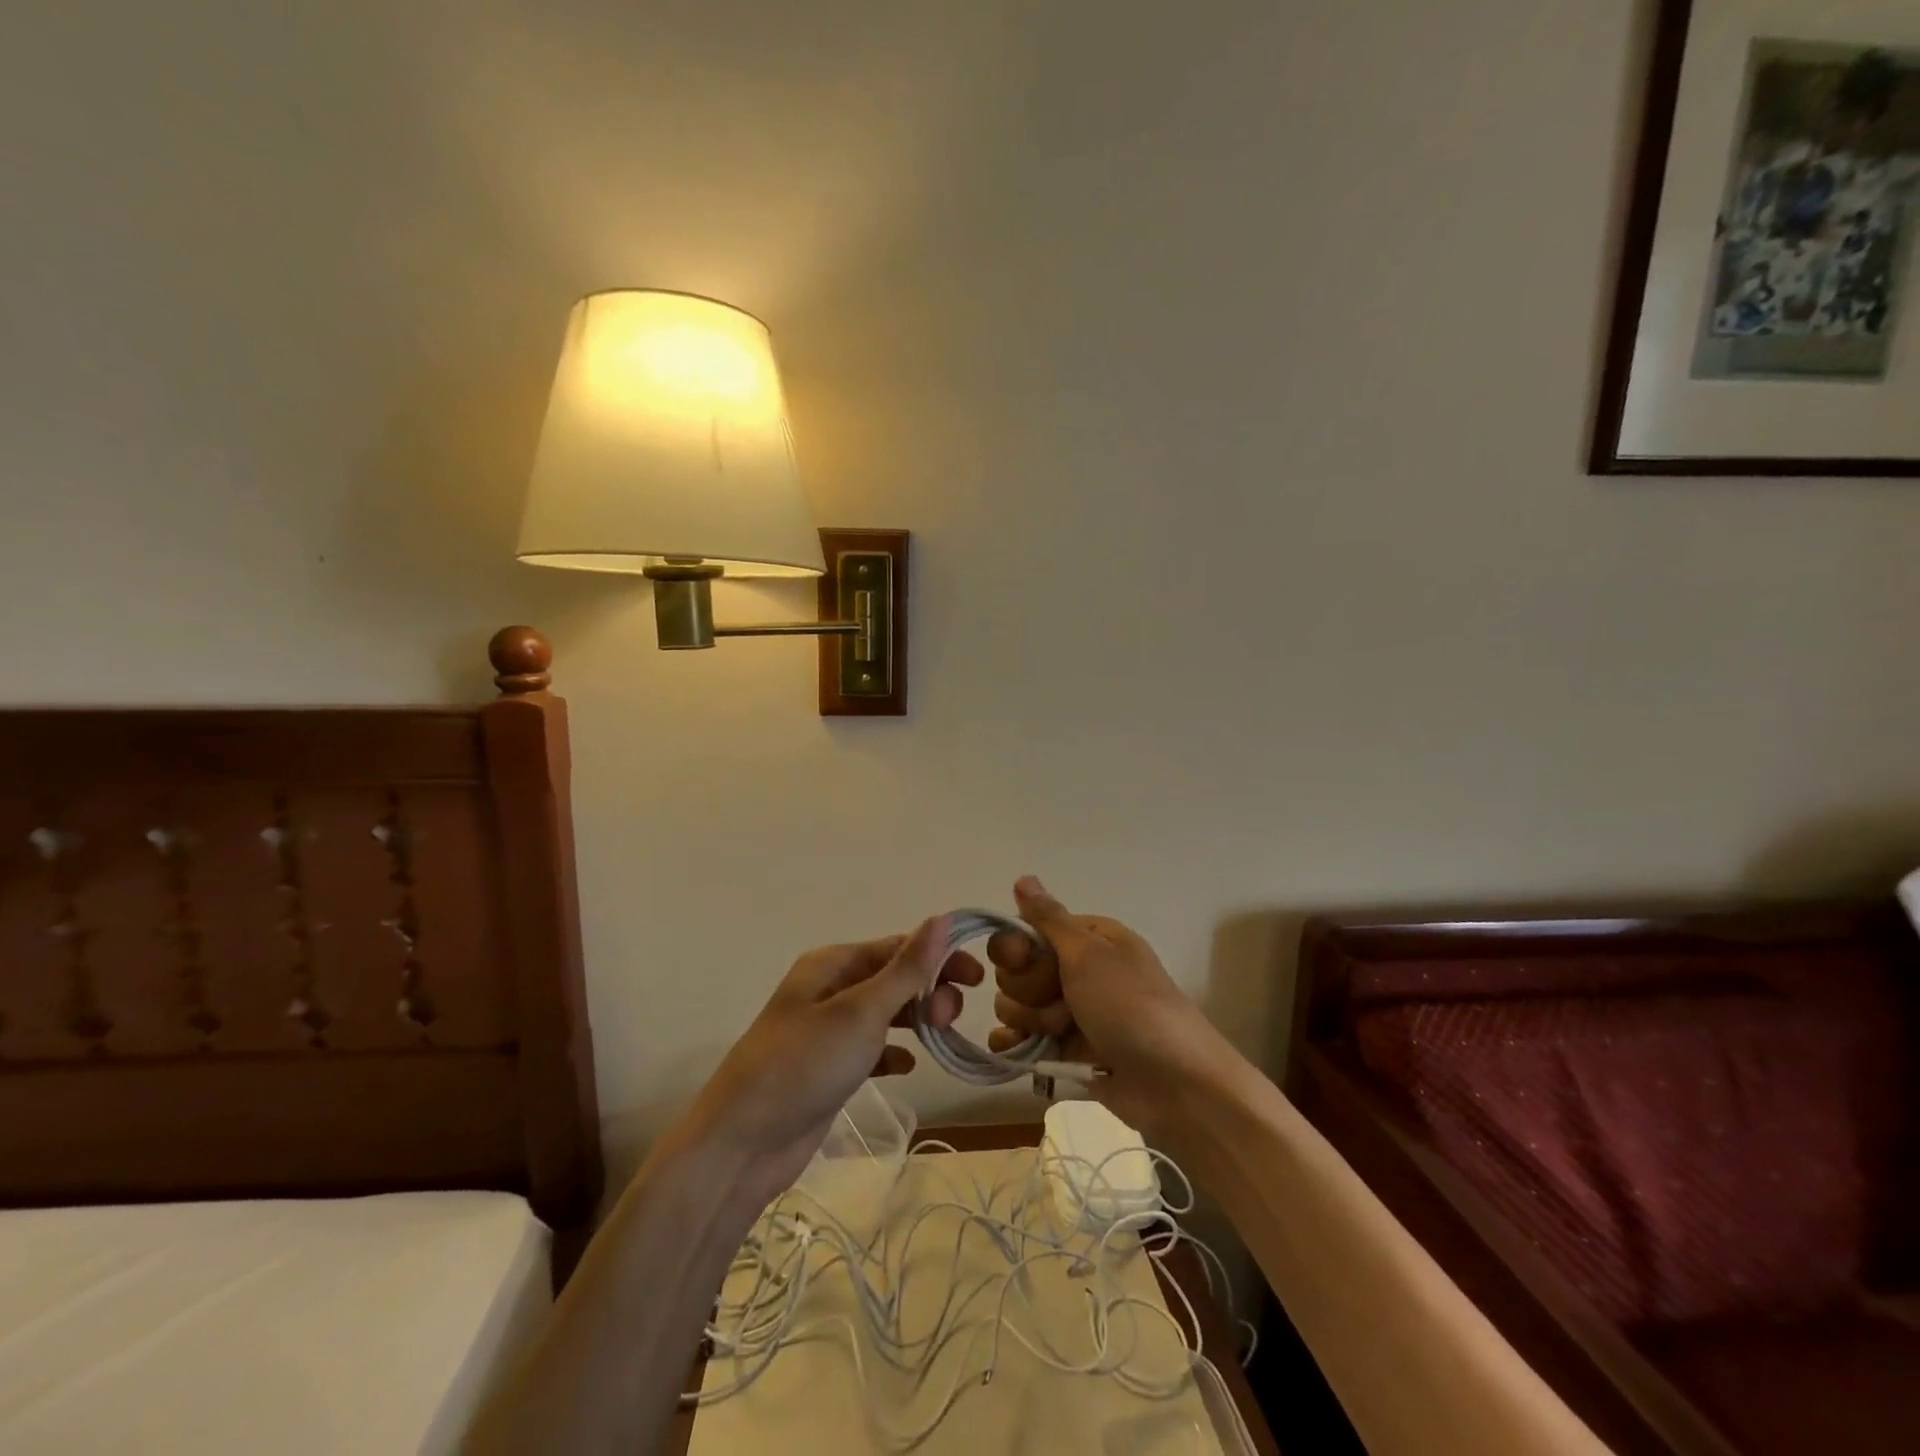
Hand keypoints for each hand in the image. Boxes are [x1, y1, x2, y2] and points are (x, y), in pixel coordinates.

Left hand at [681, 917, 979, 1206]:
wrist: (742, 1145)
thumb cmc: (804, 1064)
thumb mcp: (861, 1011)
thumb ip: (906, 968)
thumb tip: (943, 919)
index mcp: (833, 964)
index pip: (898, 947)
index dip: (940, 957)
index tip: (979, 978)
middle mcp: (830, 989)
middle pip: (893, 978)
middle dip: (928, 991)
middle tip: (949, 1019)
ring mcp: (827, 1031)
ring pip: (885, 1013)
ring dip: (916, 1019)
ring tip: (941, 1038)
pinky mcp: (828, 1069)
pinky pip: (871, 1049)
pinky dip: (893, 1053)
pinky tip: (908, 1067)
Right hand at [987, 877, 1225, 1136]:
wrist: (1175, 1085)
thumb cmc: (1130, 1006)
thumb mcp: (1089, 954)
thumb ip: (1049, 919)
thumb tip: (1023, 877)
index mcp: (1088, 938)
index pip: (1028, 931)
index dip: (1018, 949)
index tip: (1026, 961)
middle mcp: (1078, 970)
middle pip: (1018, 970)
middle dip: (1029, 990)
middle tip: (1062, 1005)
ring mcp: (1072, 1012)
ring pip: (1017, 1005)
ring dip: (1031, 1020)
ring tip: (1062, 1034)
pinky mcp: (1067, 1051)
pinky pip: (1023, 1040)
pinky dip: (1014, 1045)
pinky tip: (1013, 1051)